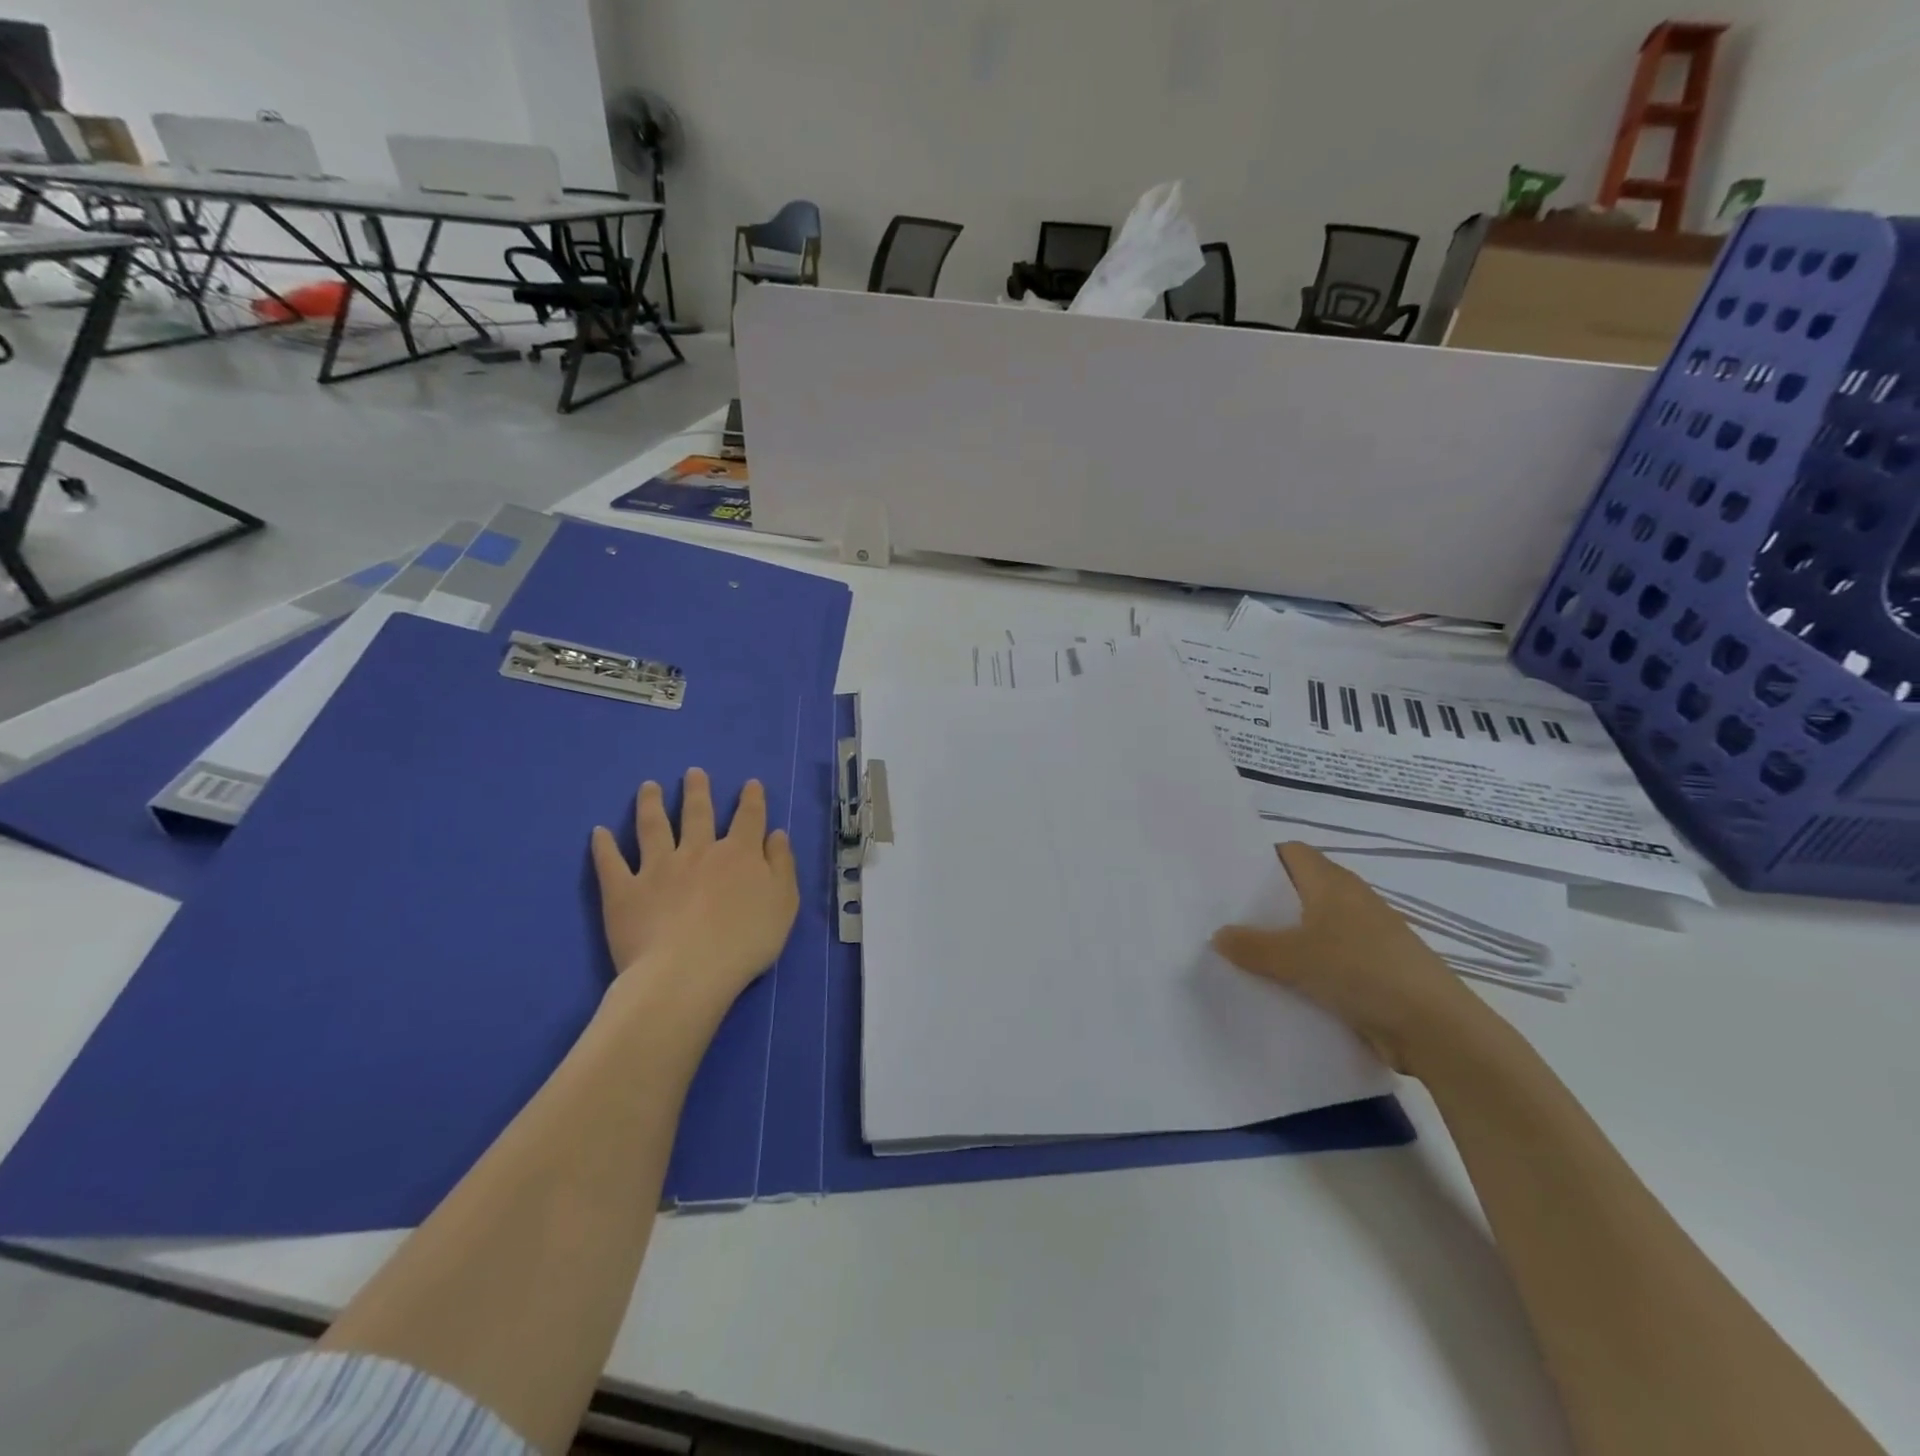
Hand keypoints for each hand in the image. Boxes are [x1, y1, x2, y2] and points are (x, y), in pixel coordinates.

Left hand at [590, 769, 799, 1014]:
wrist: (688, 972)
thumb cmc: (745, 942)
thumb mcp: (783, 903)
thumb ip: (781, 866)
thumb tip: (777, 834)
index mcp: (739, 854)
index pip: (749, 818)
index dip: (752, 799)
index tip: (750, 783)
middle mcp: (698, 851)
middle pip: (698, 813)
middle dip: (697, 791)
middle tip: (693, 773)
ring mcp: (657, 868)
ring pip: (653, 827)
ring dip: (651, 804)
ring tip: (648, 787)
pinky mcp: (624, 891)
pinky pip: (611, 863)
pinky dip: (603, 846)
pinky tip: (598, 832)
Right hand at [1212, 843, 1488, 1075]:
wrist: (1435, 1028)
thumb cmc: (1361, 971)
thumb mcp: (1294, 957)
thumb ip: (1251, 945)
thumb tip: (1217, 934)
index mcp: (1332, 882)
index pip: (1290, 852)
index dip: (1259, 859)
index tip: (1227, 878)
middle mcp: (1350, 900)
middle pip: (1298, 889)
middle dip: (1264, 903)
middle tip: (1225, 918)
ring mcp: (1365, 936)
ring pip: (1311, 927)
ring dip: (1284, 939)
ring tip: (1243, 954)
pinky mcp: (1373, 969)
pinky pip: (1326, 958)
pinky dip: (1304, 966)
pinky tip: (1280, 984)